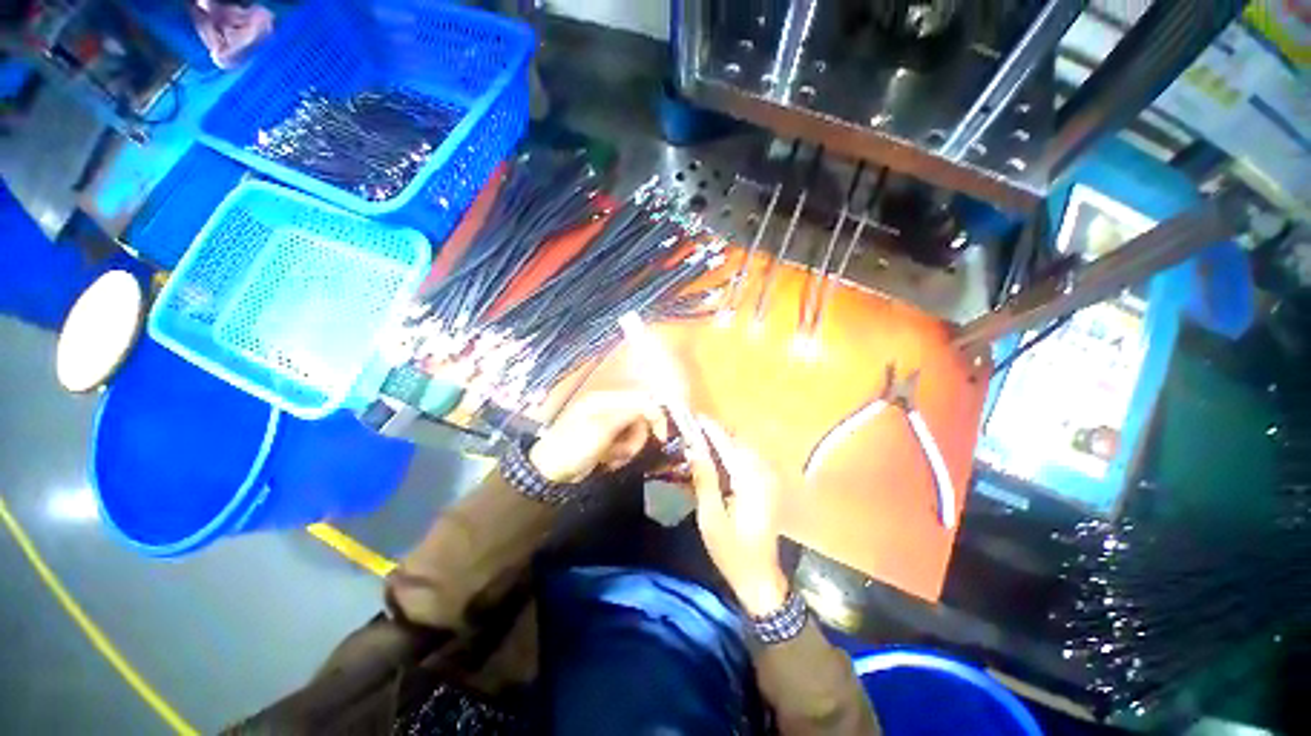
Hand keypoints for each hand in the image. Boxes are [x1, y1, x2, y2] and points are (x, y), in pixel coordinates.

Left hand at [529, 391, 668, 483]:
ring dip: (628, 448)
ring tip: (612, 458)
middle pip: (640, 416)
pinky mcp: (607, 438)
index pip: (641, 398)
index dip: (655, 415)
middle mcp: (609, 406)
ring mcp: (608, 423)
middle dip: (636, 437)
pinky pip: (625, 442)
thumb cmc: (574, 447)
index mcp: (606, 398)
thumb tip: (654, 404)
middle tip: (625, 452)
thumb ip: (630, 413)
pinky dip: (621, 453)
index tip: (662, 437)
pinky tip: (608, 461)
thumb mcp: (603, 429)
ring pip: (635, 432)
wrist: (550, 473)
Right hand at [687, 417, 788, 616]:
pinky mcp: (768, 486)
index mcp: (749, 480)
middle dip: (716, 433)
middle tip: (693, 431)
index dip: (710, 428)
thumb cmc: (732, 551)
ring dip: (724, 441)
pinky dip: (733, 453)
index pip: (727, 443)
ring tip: (702, 442)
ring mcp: (769, 479)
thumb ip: (704, 479)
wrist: (761, 578)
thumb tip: (694, 448)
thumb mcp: (711, 517)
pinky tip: (718, 459)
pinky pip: (749, 460)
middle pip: (738, 441)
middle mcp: (763, 473)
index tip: (693, 417)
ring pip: (744, 448)